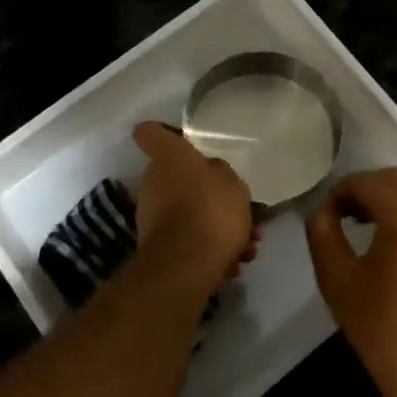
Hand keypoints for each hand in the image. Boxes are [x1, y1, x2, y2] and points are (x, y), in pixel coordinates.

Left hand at [131, 122, 257, 293]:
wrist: (186, 265)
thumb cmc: (211, 210)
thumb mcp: (232, 183)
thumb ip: (220, 173)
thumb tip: (210, 173)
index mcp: (168, 157)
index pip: (149, 132)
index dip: (163, 132)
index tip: (182, 141)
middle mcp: (152, 180)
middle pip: (177, 177)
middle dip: (207, 193)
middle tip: (238, 210)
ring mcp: (150, 214)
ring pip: (187, 212)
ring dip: (214, 226)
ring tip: (247, 246)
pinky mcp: (155, 245)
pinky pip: (186, 238)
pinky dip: (207, 247)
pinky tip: (234, 263)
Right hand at [305, 169, 396, 396]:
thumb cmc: (384, 328)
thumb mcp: (339, 280)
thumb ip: (323, 235)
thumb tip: (322, 211)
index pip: (368, 182)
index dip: (340, 191)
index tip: (322, 213)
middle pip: (395, 180)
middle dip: (364, 189)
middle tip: (339, 213)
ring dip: (386, 200)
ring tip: (360, 225)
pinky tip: (387, 243)